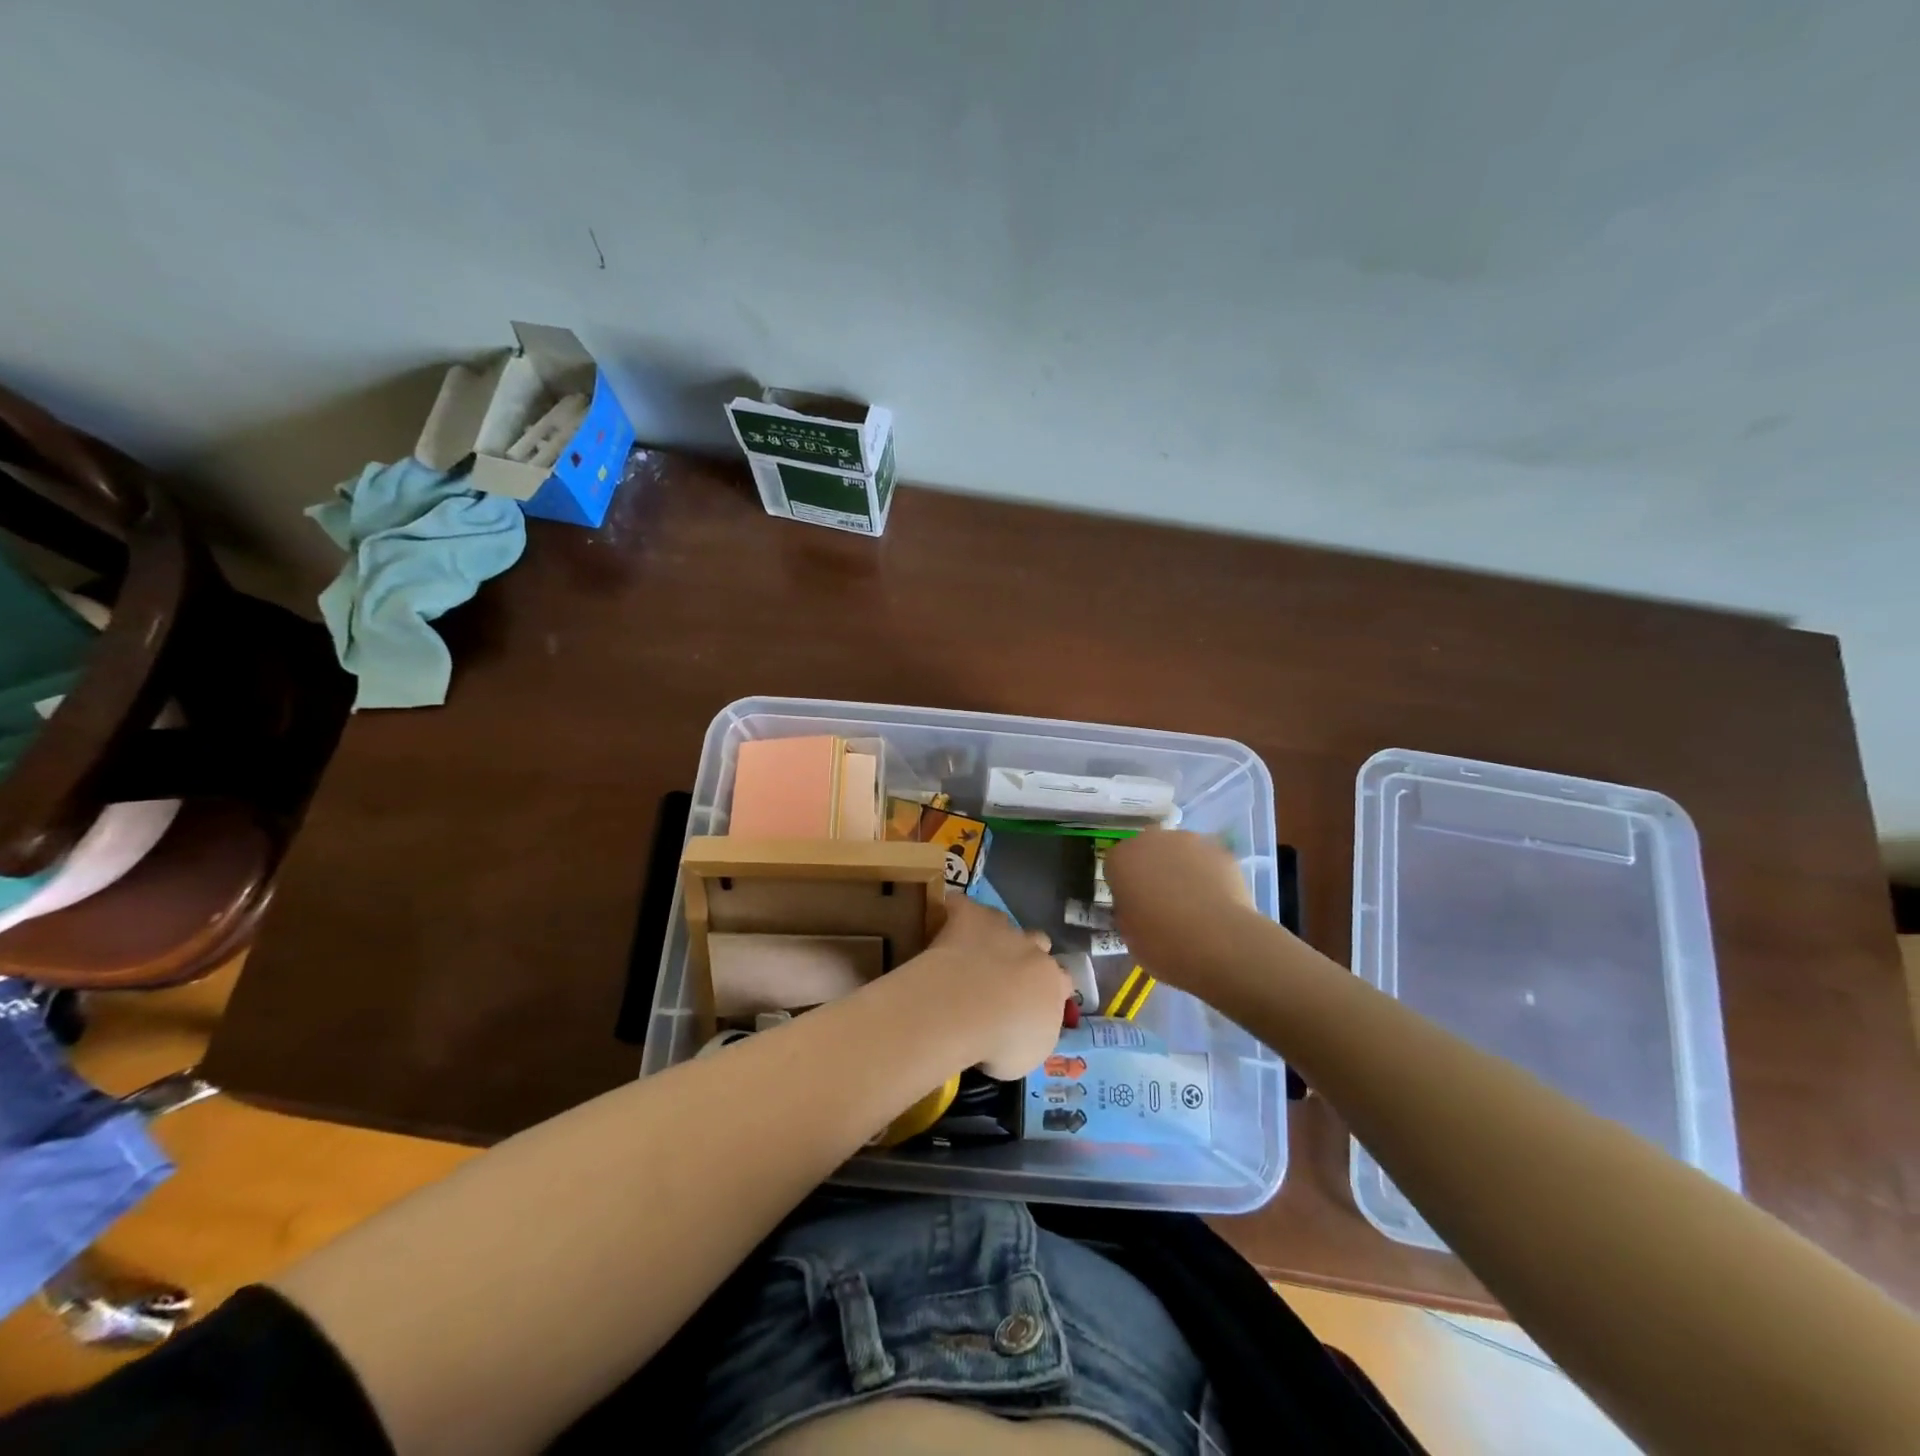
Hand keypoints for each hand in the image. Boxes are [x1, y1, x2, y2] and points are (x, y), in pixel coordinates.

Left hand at [904, 897, 1070, 1079]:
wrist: (965, 1008)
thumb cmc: (1001, 1042)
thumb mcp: (1028, 1056)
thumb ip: (1033, 1034)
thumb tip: (1025, 1029)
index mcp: (1054, 985)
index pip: (1064, 982)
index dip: (1052, 991)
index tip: (1036, 1004)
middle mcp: (1033, 950)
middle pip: (1040, 943)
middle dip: (1028, 954)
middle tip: (1007, 976)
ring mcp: (1002, 928)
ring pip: (1006, 921)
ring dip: (995, 933)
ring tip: (976, 951)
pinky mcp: (970, 916)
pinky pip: (964, 906)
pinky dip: (958, 912)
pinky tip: (947, 922)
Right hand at [1104, 830, 1257, 993]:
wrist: (1219, 943)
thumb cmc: (1162, 942)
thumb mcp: (1128, 933)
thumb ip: (1128, 909)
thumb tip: (1137, 905)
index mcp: (1122, 858)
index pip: (1115, 865)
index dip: (1124, 886)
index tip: (1132, 906)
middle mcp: (1152, 840)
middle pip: (1148, 851)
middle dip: (1152, 869)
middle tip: (1161, 902)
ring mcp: (1190, 842)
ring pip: (1179, 852)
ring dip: (1181, 869)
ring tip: (1193, 902)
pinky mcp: (1221, 851)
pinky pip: (1207, 862)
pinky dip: (1208, 876)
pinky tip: (1215, 902)